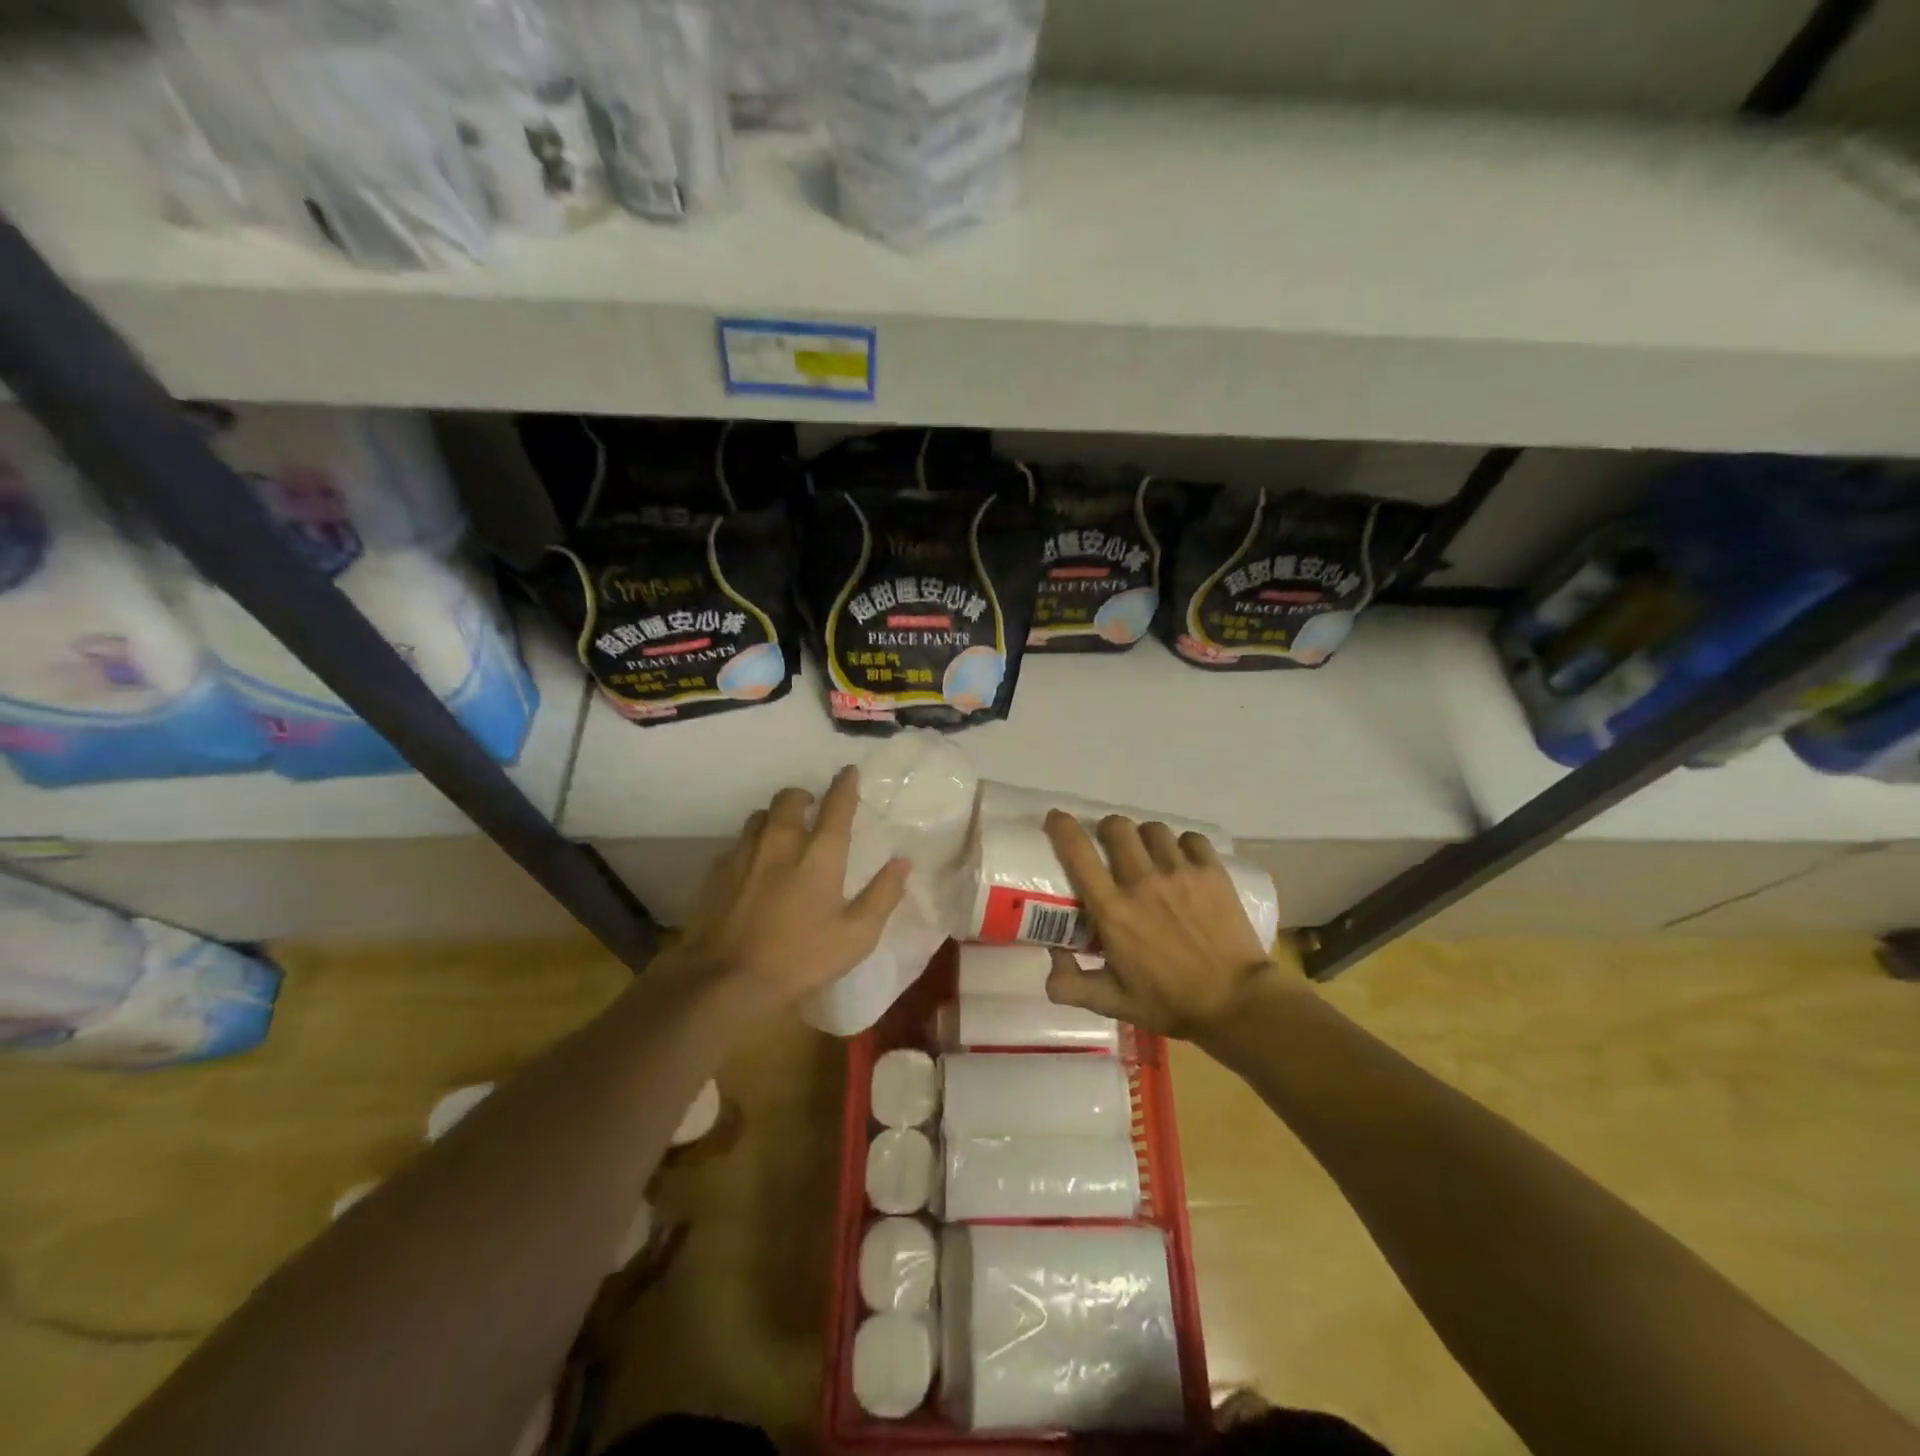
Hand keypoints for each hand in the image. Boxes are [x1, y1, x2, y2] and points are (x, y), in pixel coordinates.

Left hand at [666, 767, 910, 1016]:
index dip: (845, 785)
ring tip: (781, 834)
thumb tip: (902, 862)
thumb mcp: (856, 936)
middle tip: (811, 807)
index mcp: (819, 854)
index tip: (849, 771)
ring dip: (775, 817)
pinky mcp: (717, 871)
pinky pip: (737, 844)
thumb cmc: (801, 958)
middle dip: (803, 796)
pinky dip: (751, 845)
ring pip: (760, 816)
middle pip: (790, 799)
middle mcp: (781, 842)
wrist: (727, 979)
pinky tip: (753, 867)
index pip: (836, 805)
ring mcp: (745, 854)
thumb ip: (883, 895)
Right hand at [1041, 811, 1303, 1039]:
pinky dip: (1182, 844)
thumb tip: (1051, 956)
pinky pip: (1191, 839)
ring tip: (1148, 852)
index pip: (1078, 853)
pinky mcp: (1212, 872)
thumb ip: (1070, 985)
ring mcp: (1180, 873)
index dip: (1063, 828)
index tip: (1056, 819)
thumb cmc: (1170, 1003)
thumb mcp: (1112, 1002)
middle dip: (1107, 829)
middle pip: (1117, 827)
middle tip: (1109, 844)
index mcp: (1113, 910)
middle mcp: (1142, 881)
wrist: (1237, 1004)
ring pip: (1153, 829)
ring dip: (1144, 837)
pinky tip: (1183, 860)